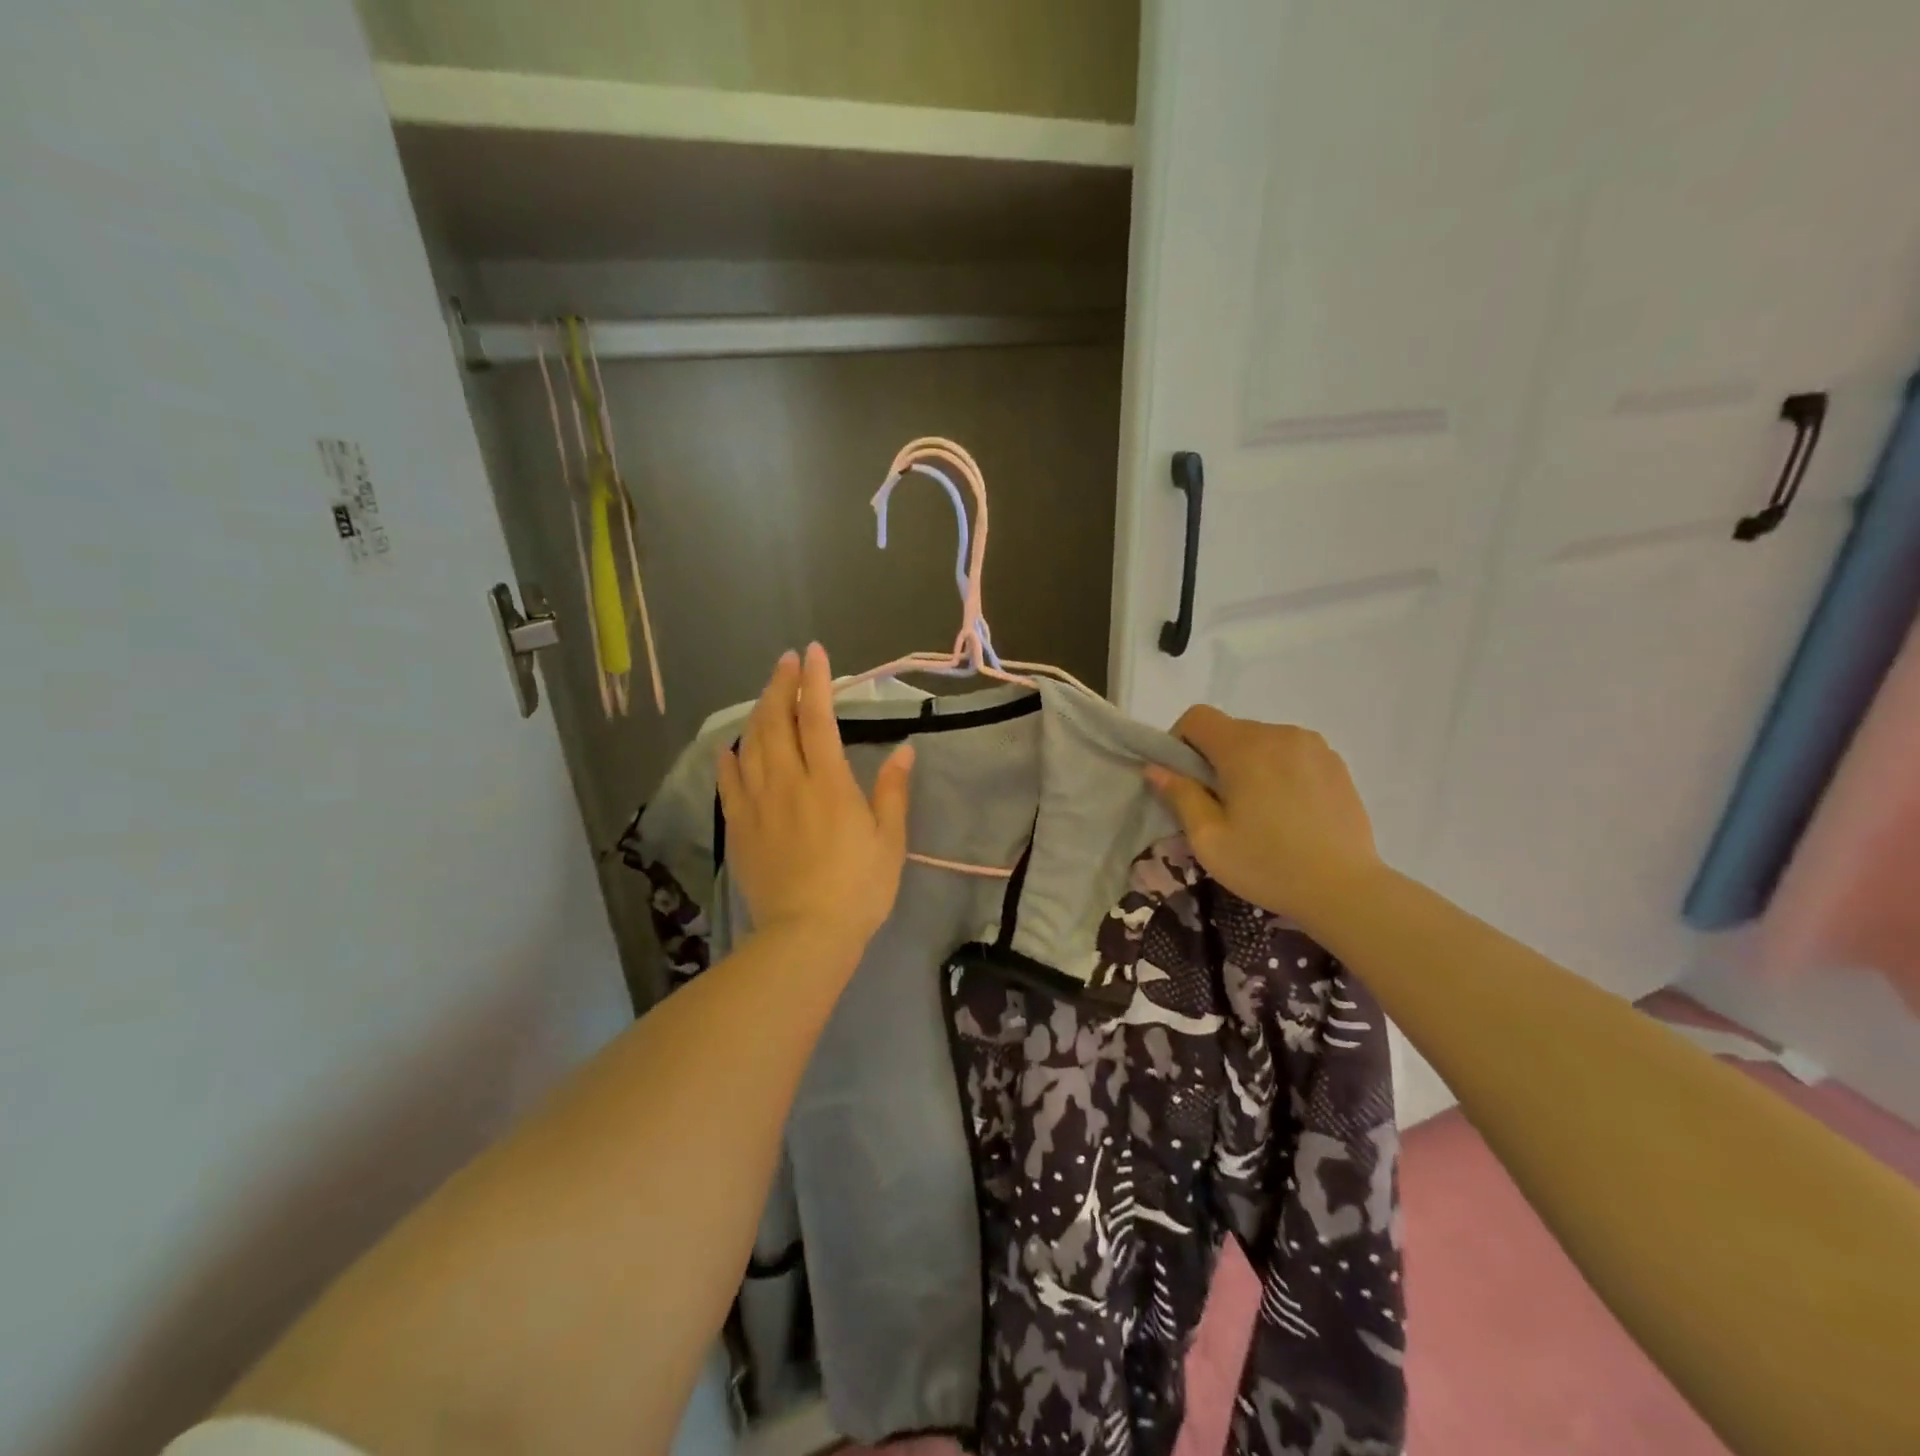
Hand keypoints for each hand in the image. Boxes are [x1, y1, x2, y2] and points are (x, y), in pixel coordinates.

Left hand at [718, 644, 914, 957]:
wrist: (806, 934)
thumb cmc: (858, 887)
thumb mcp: (889, 839)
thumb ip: (893, 790)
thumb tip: (905, 749)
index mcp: (828, 782)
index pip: (818, 718)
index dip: (815, 681)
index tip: (813, 652)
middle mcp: (788, 782)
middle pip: (777, 722)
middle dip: (781, 686)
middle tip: (786, 663)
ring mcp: (757, 804)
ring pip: (750, 745)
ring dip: (757, 713)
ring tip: (766, 696)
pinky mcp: (740, 828)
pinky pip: (729, 783)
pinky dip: (729, 759)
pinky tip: (730, 748)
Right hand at [1145, 706, 1382, 929]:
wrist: (1345, 889)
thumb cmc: (1267, 865)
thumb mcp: (1208, 838)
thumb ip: (1180, 795)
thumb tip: (1156, 768)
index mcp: (1244, 748)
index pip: (1198, 717)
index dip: (1180, 741)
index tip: (1183, 779)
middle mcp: (1280, 734)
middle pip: (1230, 730)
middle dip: (1214, 758)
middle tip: (1218, 804)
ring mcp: (1313, 747)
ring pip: (1262, 742)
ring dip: (1248, 764)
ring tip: (1257, 809)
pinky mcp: (1336, 764)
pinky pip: (1292, 754)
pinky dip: (1279, 771)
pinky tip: (1287, 811)